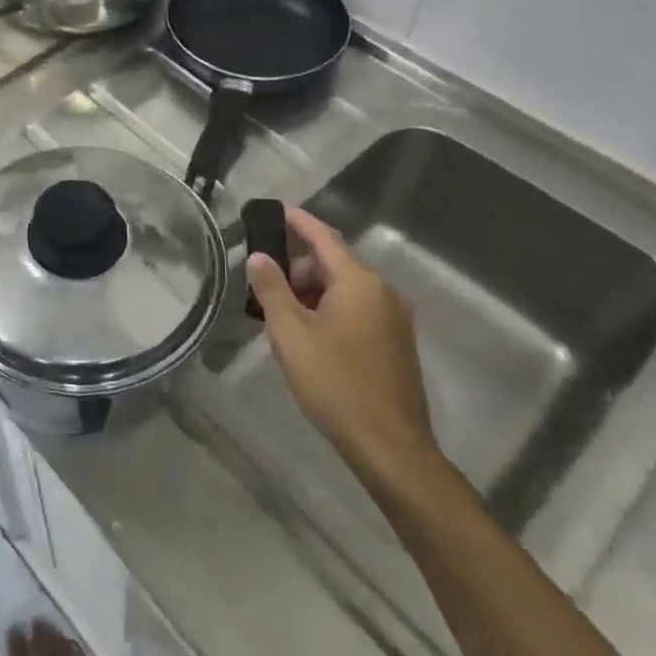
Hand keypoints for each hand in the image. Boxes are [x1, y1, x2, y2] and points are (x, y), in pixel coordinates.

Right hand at [246, 206, 443, 498]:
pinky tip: (308, 338)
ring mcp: (394, 319)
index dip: (297, 221)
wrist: (390, 446)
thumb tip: (259, 257)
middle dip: (297, 270)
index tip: (274, 209)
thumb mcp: (290, 334)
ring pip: (344, 290)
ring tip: (280, 318)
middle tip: (263, 289)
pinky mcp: (396, 343)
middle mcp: (383, 292)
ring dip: (311, 294)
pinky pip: (357, 311)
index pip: (323, 238)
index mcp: (360, 282)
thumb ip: (272, 290)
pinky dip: (329, 311)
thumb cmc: (335, 383)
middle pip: (333, 264)